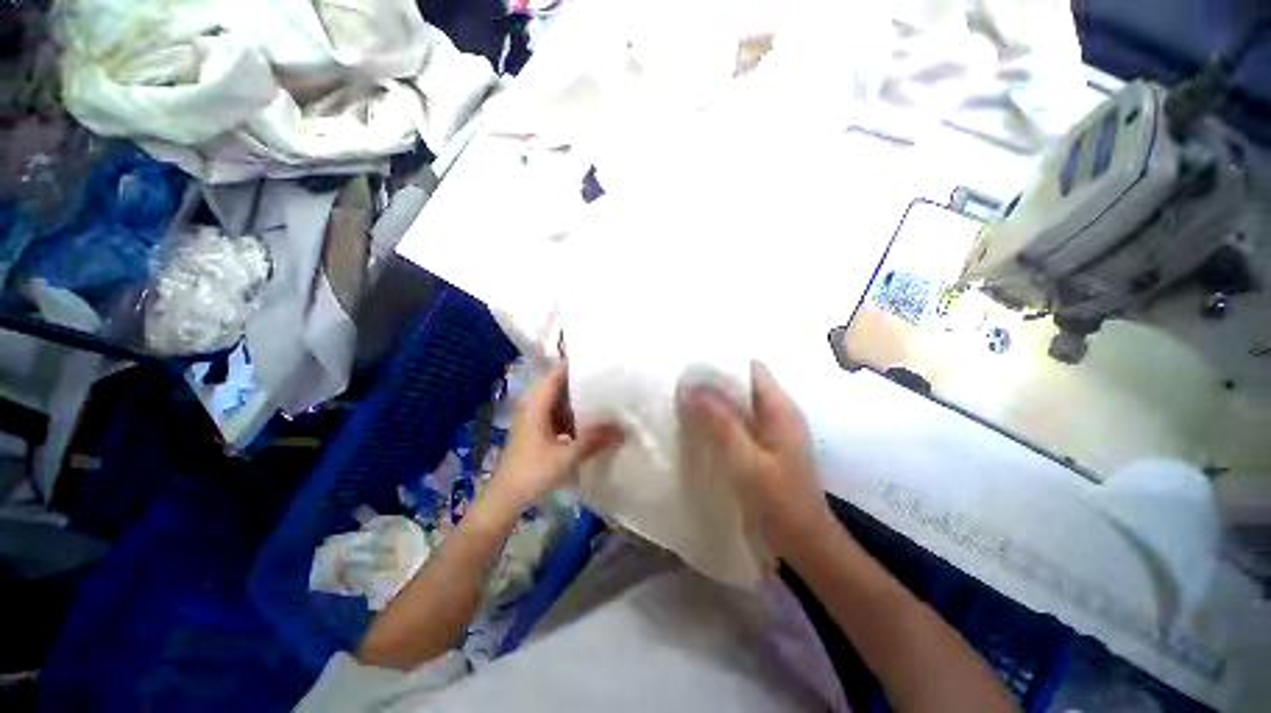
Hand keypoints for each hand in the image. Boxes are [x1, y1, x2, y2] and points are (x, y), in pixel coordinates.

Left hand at [487, 362, 622, 513]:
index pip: (558, 372)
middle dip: (584, 382)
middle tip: (609, 379)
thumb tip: (623, 430)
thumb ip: (595, 441)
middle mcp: (534, 403)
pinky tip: (591, 419)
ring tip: (605, 395)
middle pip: (561, 384)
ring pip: (560, 399)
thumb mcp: (567, 456)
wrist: (506, 497)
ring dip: (579, 399)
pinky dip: (573, 413)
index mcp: (536, 402)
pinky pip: (558, 412)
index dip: (578, 365)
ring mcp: (535, 416)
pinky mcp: (537, 428)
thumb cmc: (532, 472)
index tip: (601, 362)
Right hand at [678, 361, 835, 558]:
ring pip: (737, 403)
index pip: (750, 368)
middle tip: (678, 383)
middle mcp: (776, 412)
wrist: (804, 543)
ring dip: (712, 401)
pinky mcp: (761, 446)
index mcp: (780, 408)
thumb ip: (720, 422)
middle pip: (741, 384)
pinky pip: (735, 422)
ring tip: (680, 399)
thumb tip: (689, 387)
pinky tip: (695, 425)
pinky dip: (716, 419)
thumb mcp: (746, 461)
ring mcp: (769, 430)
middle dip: (711, 382)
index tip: (690, 366)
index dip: (722, 363)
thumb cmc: (779, 502)